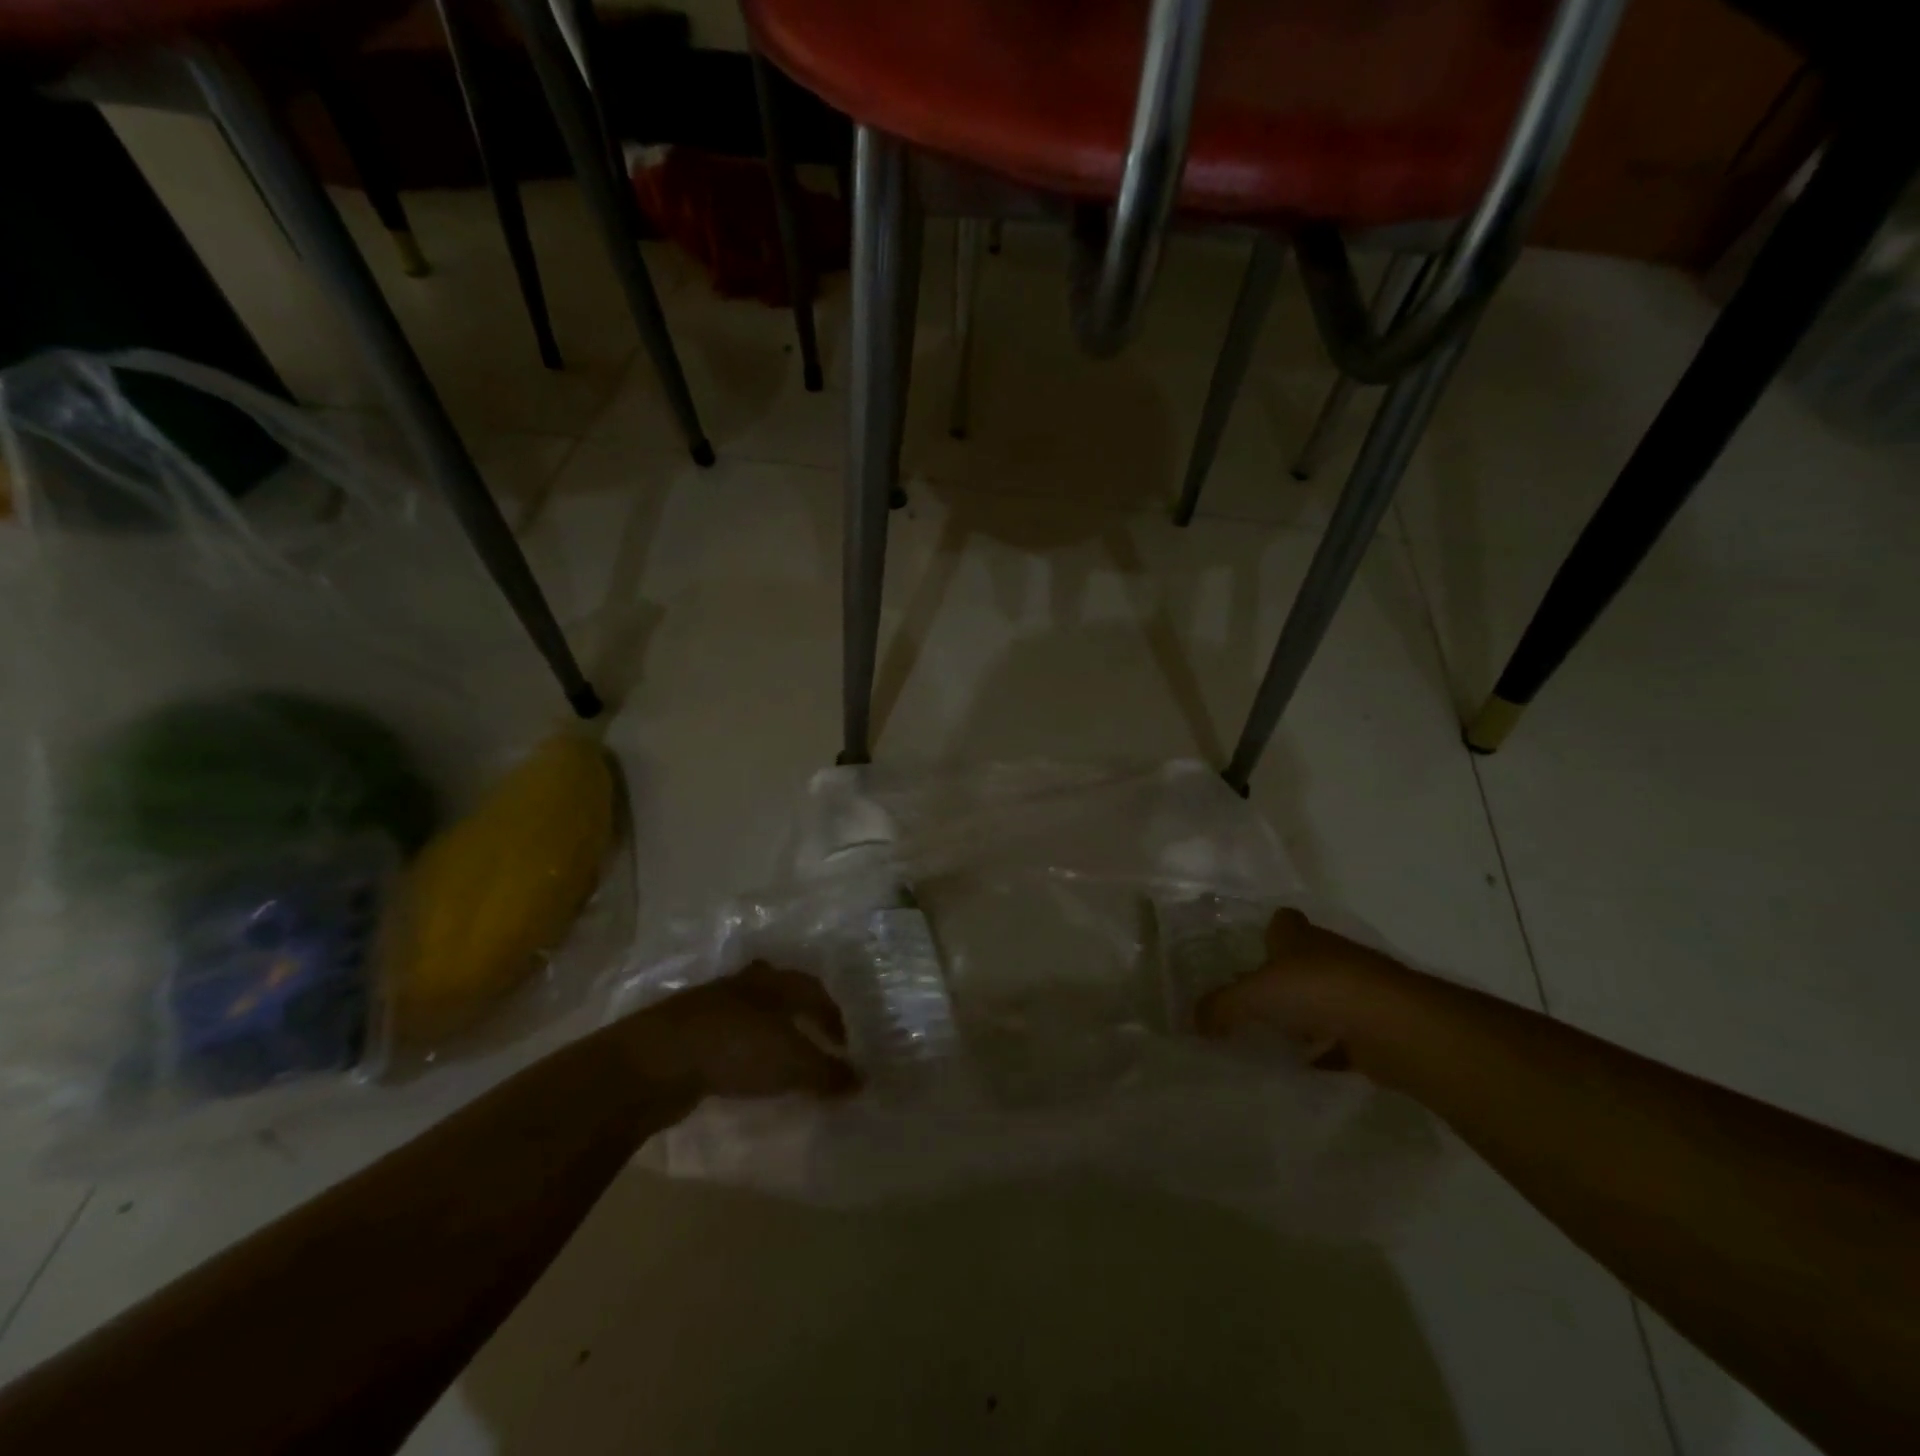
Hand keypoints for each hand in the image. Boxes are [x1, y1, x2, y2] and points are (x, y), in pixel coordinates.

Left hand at [622, 962, 859, 1099]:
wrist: (655, 1061)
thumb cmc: (736, 1050)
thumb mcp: (792, 1064)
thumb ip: (828, 1073)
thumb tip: (862, 1081)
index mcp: (775, 982)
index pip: (814, 991)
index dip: (833, 1017)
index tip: (844, 1044)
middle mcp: (745, 984)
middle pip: (780, 989)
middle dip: (798, 1009)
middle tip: (813, 1033)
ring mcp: (711, 1003)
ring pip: (750, 1009)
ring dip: (767, 1027)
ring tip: (779, 1053)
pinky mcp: (684, 1030)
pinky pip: (725, 1033)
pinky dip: (740, 1046)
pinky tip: (741, 1066)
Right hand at [1195, 908, 1389, 1068]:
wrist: (1394, 1025)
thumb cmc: (1317, 991)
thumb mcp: (1254, 996)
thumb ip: (1220, 1007)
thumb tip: (1192, 1021)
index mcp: (1299, 937)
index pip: (1282, 921)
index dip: (1267, 932)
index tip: (1250, 952)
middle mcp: (1330, 955)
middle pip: (1303, 960)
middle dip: (1283, 977)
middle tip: (1254, 1001)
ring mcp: (1358, 989)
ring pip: (1325, 997)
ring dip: (1307, 1014)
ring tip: (1276, 1037)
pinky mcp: (1376, 1025)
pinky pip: (1343, 1036)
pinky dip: (1328, 1049)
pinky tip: (1308, 1067)